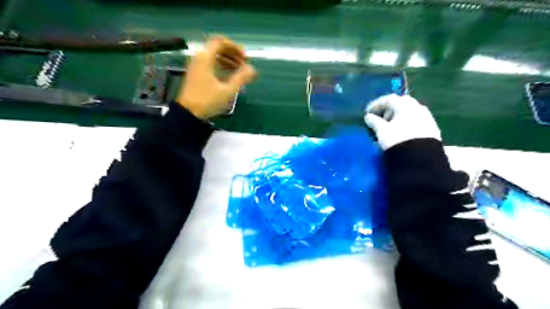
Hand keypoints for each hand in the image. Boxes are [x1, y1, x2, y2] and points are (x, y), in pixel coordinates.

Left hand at [176, 35, 257, 118]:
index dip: (234, 47)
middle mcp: (199, 58)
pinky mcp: (196, 73)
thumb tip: (252, 69)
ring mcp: (196, 66)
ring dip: (228, 59)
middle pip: (217, 47)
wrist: (188, 113)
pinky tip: (229, 74)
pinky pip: (210, 63)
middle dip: (233, 53)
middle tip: (244, 62)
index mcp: (205, 58)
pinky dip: (221, 65)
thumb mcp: (227, 90)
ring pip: (214, 56)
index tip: (245, 56)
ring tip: (240, 69)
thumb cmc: (208, 101)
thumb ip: (241, 78)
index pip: (220, 42)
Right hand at [364, 95, 441, 150]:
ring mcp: (427, 117)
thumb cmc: (397, 140)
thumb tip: (368, 117)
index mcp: (405, 105)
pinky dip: (406, 123)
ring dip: (398, 117)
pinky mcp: (432, 128)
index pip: (389, 99)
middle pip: (401, 103)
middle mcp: (418, 107)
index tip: (368, 112)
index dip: (377, 104)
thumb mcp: (382, 131)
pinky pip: (416, 121)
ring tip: (390, 127)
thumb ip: (374, 122)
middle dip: (389, 110)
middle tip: (380, 119)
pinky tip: (401, 133)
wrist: (420, 158)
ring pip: (410, 112)